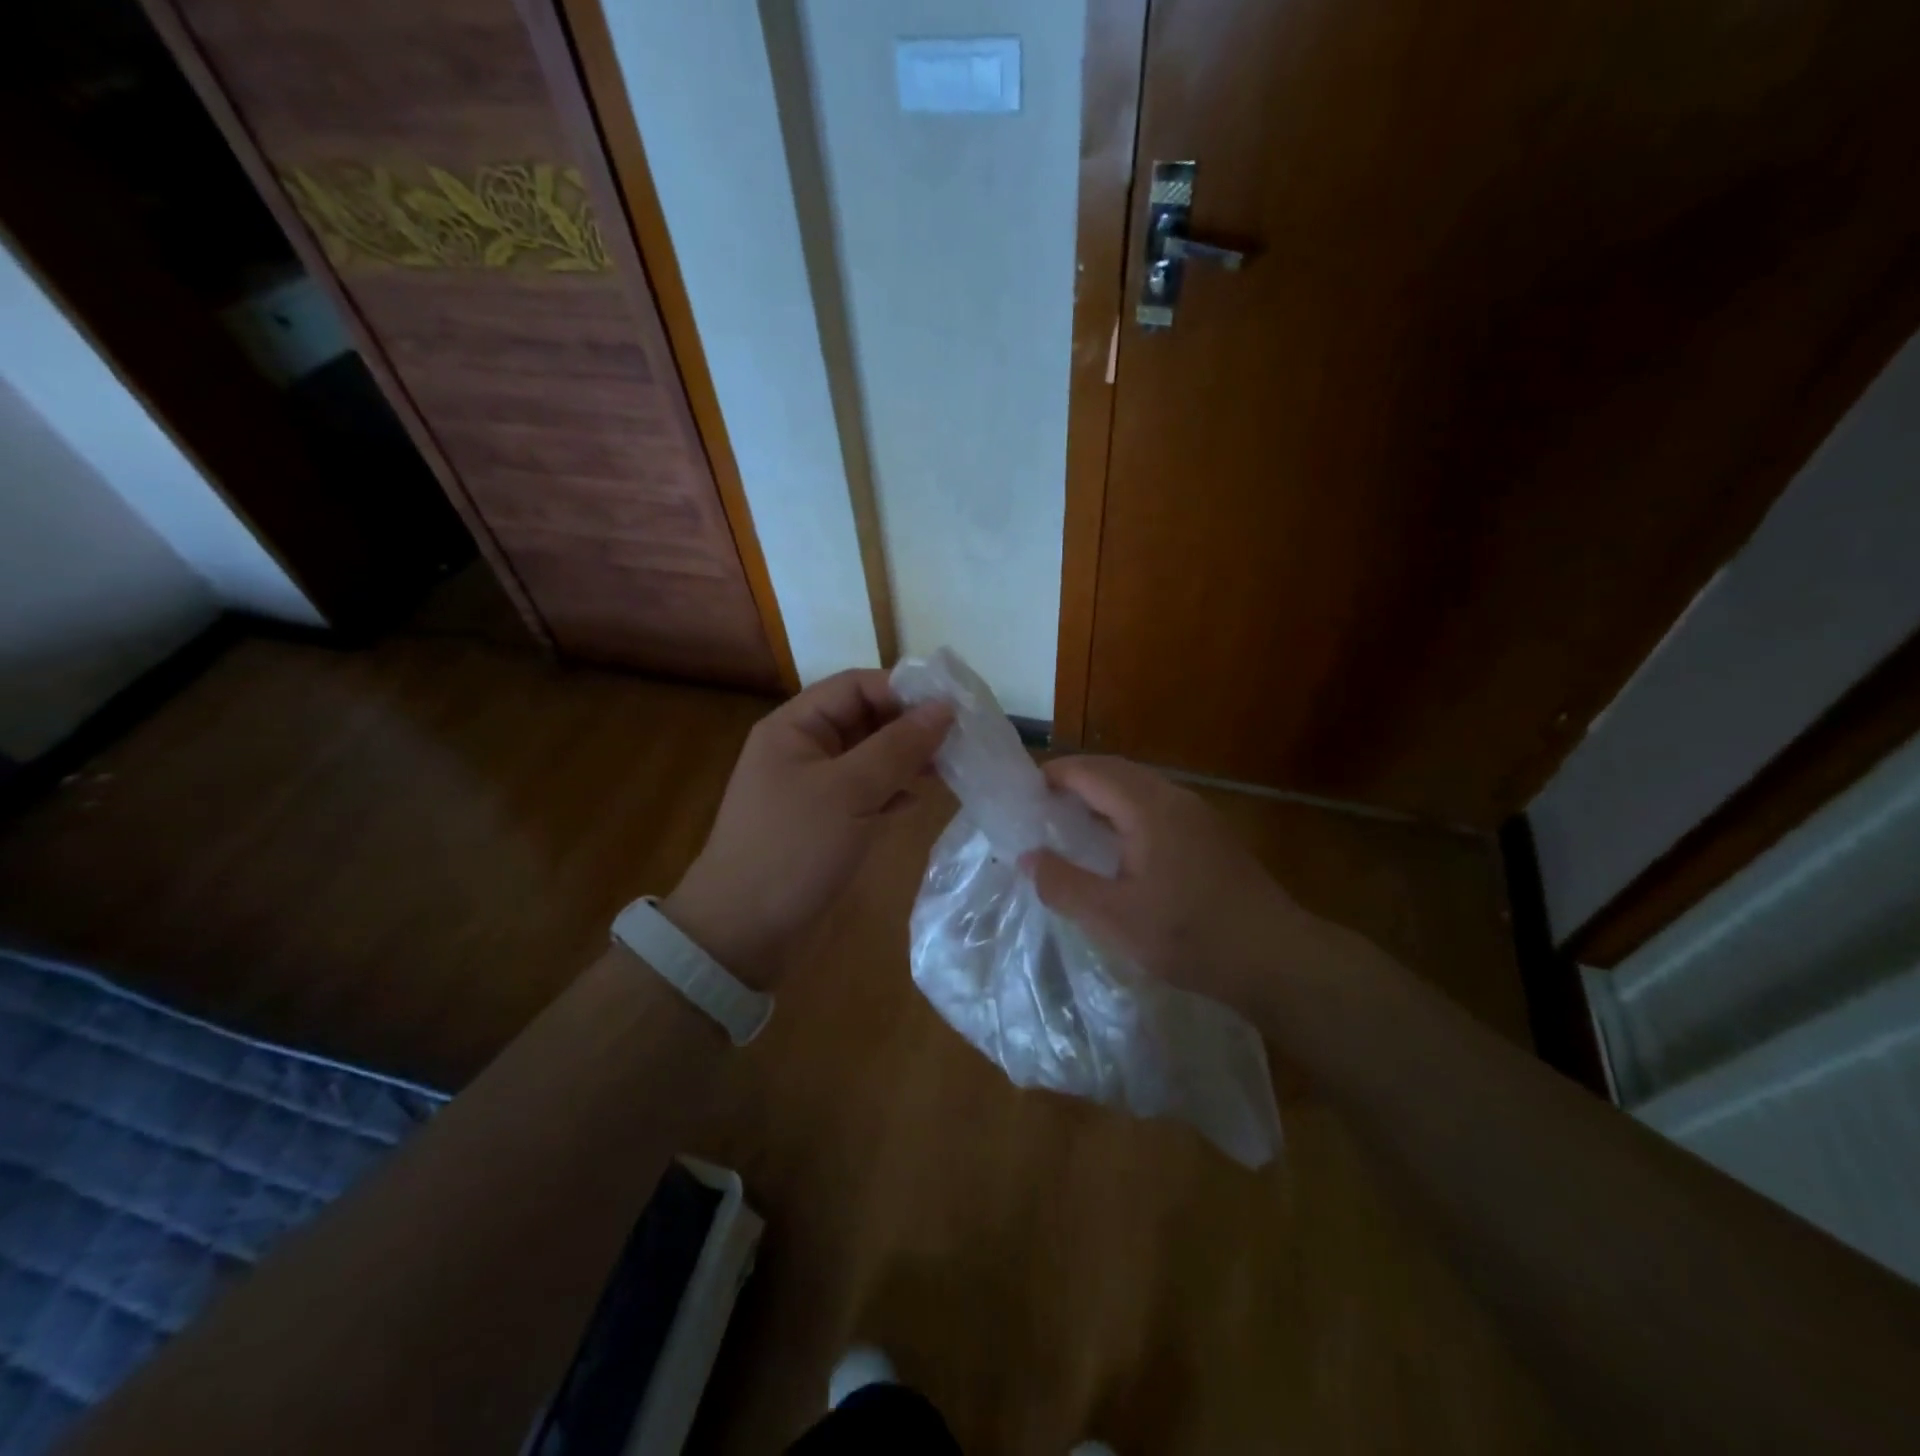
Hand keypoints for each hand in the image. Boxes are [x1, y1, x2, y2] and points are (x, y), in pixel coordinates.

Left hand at [662, 670, 952, 988]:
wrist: (742, 933)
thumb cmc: (792, 849)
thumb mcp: (848, 792)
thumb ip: (897, 747)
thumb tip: (944, 708)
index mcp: (794, 727)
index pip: (855, 686)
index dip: (903, 689)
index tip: (952, 706)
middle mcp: (803, 749)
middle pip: (864, 719)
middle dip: (910, 726)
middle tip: (960, 739)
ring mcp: (813, 788)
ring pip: (869, 758)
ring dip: (906, 759)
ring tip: (949, 768)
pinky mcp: (824, 822)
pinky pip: (865, 793)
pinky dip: (892, 792)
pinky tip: (916, 801)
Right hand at [1023, 756, 1330, 1011]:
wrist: (1278, 960)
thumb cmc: (1191, 936)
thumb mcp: (1114, 918)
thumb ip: (1065, 885)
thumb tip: (1028, 857)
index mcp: (1148, 808)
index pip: (1091, 772)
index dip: (1055, 775)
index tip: (1023, 792)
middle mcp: (1175, 798)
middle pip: (1116, 771)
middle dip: (1076, 780)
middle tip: (1041, 806)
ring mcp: (1199, 815)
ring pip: (1140, 788)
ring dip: (1103, 795)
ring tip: (1073, 824)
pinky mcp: (1212, 836)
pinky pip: (1158, 806)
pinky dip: (1126, 811)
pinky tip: (1119, 847)